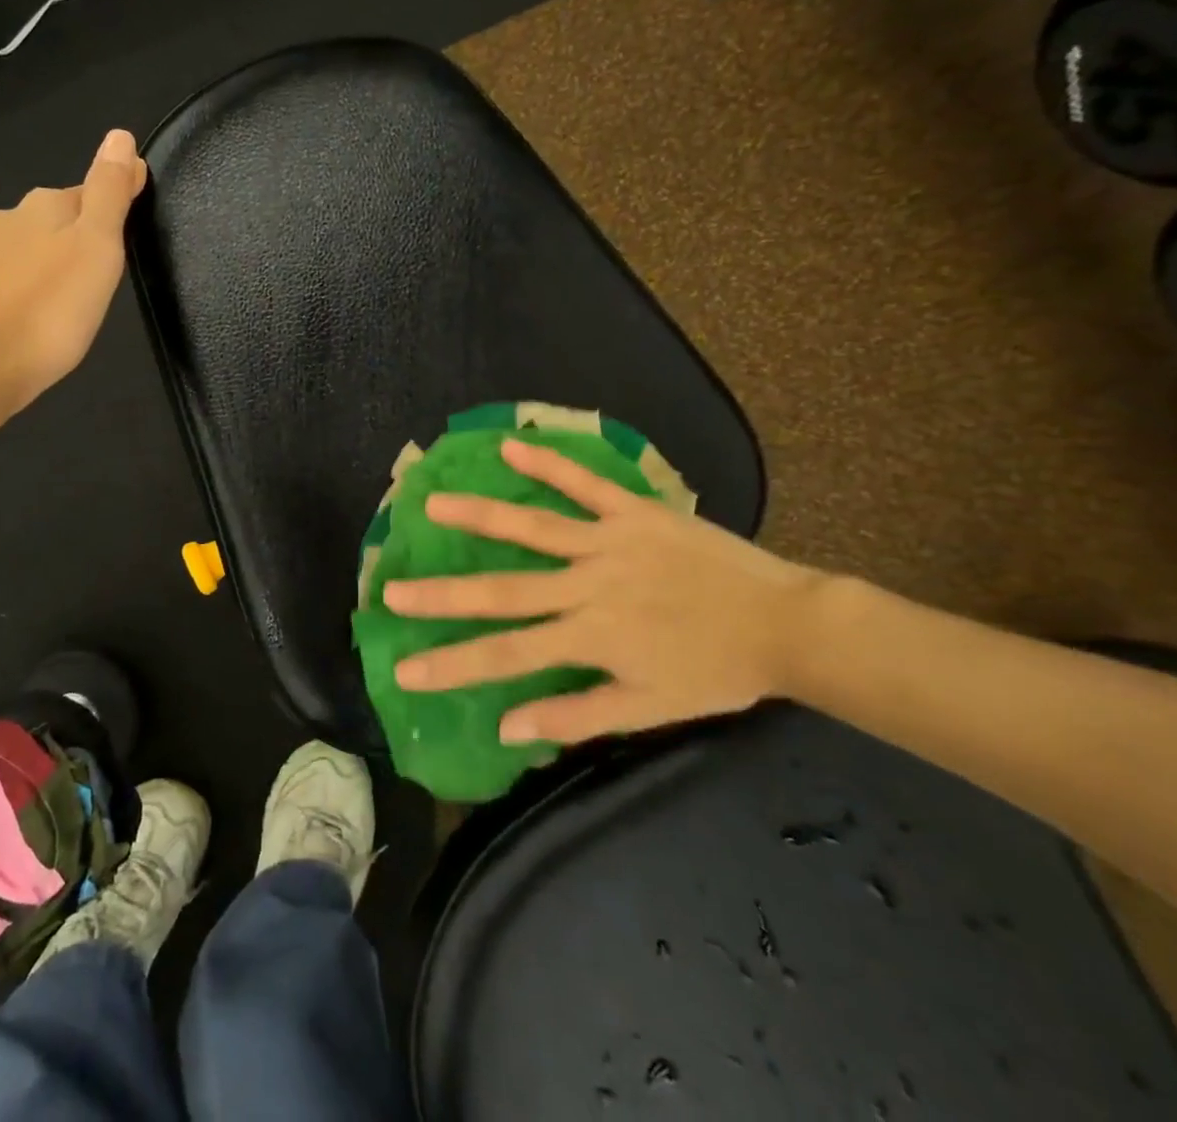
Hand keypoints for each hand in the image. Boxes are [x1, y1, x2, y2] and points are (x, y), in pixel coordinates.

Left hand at [0, 129, 146, 413]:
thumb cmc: (51, 306)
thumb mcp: (97, 245)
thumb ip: (110, 192)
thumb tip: (120, 135)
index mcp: (45, 205)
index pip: (90, 192)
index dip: (113, 209)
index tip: (131, 235)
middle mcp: (10, 219)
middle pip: (58, 220)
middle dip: (81, 238)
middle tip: (105, 274)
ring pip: (32, 250)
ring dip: (53, 265)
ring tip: (74, 298)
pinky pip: (13, 280)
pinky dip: (31, 289)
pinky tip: (39, 314)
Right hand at [386, 438, 828, 744]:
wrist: (785, 624)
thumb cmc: (715, 671)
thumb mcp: (649, 709)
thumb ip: (575, 716)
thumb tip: (506, 727)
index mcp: (590, 639)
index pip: (506, 656)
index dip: (452, 663)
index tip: (404, 667)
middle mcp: (588, 588)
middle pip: (503, 592)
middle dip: (443, 594)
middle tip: (391, 588)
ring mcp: (608, 544)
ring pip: (532, 529)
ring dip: (479, 517)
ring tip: (432, 506)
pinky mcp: (633, 513)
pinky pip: (584, 484)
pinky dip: (548, 465)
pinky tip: (510, 448)